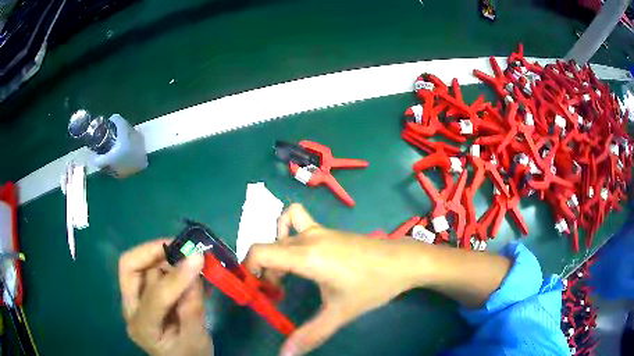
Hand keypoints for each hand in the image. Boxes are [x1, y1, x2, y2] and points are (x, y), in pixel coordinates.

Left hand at [118, 240, 212, 355]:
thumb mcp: (197, 340)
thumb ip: (194, 307)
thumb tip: (195, 269)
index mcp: (143, 328)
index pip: (155, 297)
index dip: (176, 277)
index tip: (197, 258)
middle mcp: (131, 309)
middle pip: (129, 268)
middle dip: (152, 252)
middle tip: (180, 246)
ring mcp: (134, 300)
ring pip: (140, 265)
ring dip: (163, 256)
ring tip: (187, 256)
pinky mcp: (142, 295)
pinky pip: (150, 270)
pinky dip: (167, 263)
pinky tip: (184, 266)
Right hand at [245, 204, 420, 355]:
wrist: (403, 261)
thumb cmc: (372, 285)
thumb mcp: (340, 313)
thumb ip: (310, 334)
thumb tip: (285, 354)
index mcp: (306, 255)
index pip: (259, 252)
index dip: (249, 270)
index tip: (259, 292)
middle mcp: (307, 237)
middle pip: (268, 247)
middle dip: (264, 272)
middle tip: (277, 294)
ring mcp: (319, 230)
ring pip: (281, 234)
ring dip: (275, 253)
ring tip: (286, 275)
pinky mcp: (328, 231)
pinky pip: (297, 222)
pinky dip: (288, 233)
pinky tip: (301, 255)